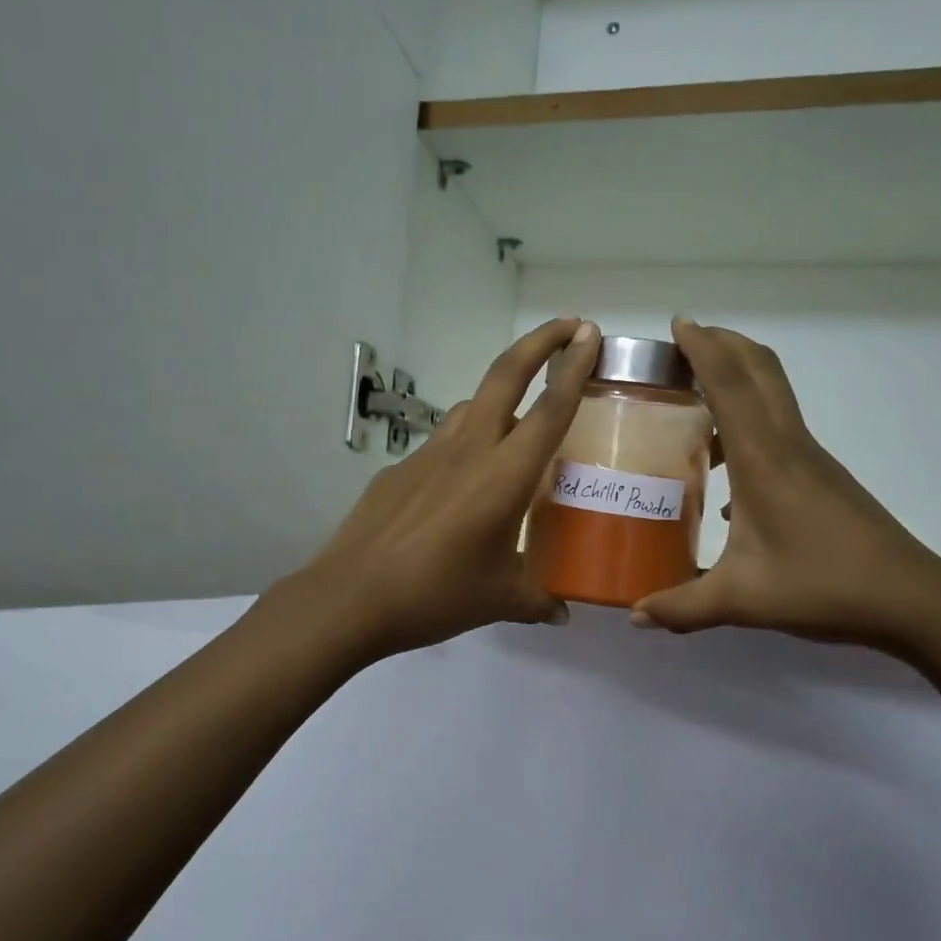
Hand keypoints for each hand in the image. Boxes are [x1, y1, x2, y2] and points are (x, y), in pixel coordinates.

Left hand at [293, 318, 601, 661]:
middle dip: (540, 341)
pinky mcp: (399, 468)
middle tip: (570, 326)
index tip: (590, 334)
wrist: (350, 596)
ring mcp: (428, 453)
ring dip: (498, 399)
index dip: (574, 367)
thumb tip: (562, 614)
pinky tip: (459, 487)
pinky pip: (441, 443)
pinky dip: (463, 446)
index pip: (549, 409)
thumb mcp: (498, 601)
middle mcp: (468, 450)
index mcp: (504, 476)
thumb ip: (538, 600)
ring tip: (515, 427)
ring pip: (471, 406)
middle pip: (505, 375)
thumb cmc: (435, 595)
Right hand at [632, 318, 940, 658]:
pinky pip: (779, 428)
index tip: (678, 323)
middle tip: (683, 343)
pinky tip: (726, 469)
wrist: (911, 599)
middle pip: (759, 369)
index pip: (730, 384)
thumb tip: (634, 614)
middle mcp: (788, 445)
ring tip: (695, 396)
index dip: (703, 347)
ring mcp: (811, 458)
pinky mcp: (822, 476)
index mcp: (764, 460)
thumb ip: (683, 607)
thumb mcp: (743, 600)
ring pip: (773, 395)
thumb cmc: (824, 588)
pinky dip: (749, 420)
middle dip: (723, 343)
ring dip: (738, 378)